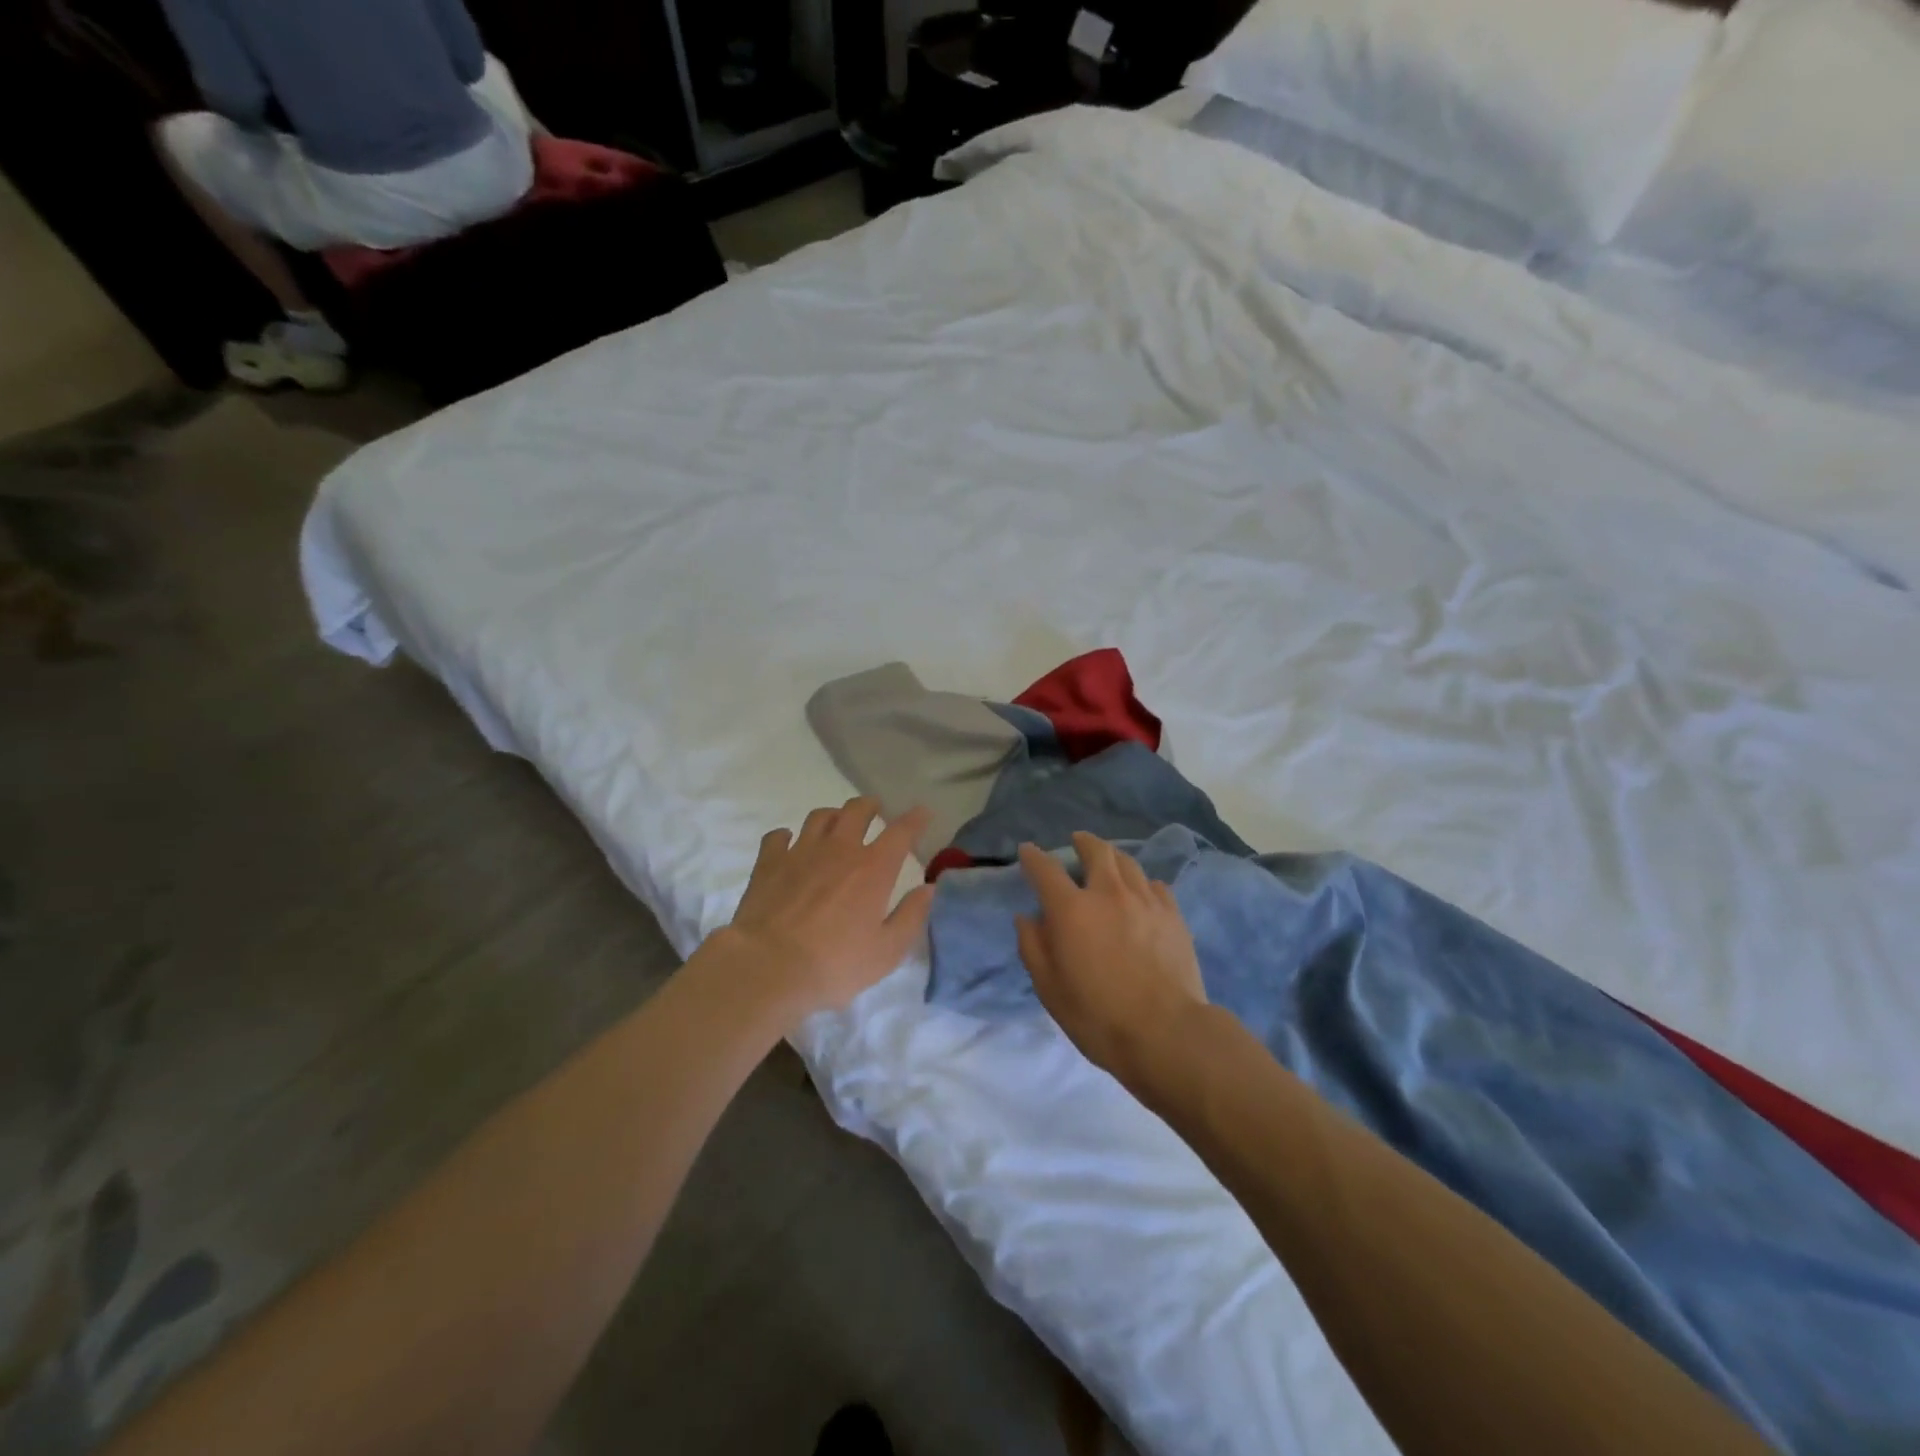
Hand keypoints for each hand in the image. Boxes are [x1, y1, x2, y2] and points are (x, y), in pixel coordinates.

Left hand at [718, 798, 934, 1027]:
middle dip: (870, 806)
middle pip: (857, 810)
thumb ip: (912, 916)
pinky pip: (778, 836)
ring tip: (836, 824)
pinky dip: (787, 836)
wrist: (767, 968)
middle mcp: (839, 849)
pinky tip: (789, 844)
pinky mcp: (769, 862)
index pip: (901, 832)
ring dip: (833, 816)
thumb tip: (929, 889)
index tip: (922, 812)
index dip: (915, 819)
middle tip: (875, 811)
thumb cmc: (834, 965)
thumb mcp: (887, 951)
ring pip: (820, 816)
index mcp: (873, 869)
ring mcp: (801, 852)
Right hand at [1016, 833, 1207, 1079]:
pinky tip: (1141, 893)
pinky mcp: (1173, 915)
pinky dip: (1141, 882)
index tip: (1028, 851)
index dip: (1033, 857)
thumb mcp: (1049, 988)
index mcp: (1071, 910)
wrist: (1166, 1033)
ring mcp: (1145, 901)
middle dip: (1082, 842)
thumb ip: (1033, 946)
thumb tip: (1027, 917)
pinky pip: (1154, 885)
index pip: (1046, 869)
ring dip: (1113, 857)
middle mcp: (1108, 893)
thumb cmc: (1097, 1015)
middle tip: (1077, 842)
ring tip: (1109, 862)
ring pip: (1128, 862)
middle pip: (1096, 851)